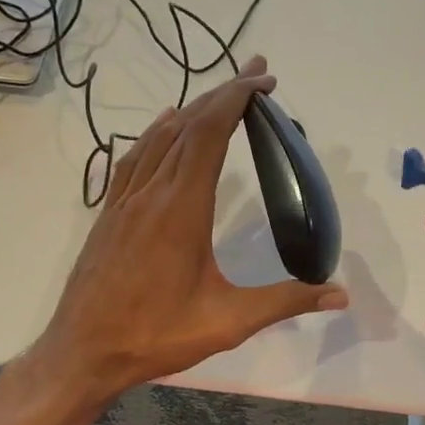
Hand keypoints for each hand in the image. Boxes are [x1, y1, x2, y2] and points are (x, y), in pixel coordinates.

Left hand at [36, 57, 347, 402]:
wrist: (83, 352)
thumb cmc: (156, 335)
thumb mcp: (229, 322)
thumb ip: (286, 302)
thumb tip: (341, 295)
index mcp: (182, 209)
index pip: (210, 135)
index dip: (236, 99)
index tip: (264, 79)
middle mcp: (151, 193)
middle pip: (187, 126)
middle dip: (222, 93)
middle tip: (256, 72)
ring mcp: (125, 202)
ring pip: (159, 138)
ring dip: (192, 110)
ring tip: (220, 96)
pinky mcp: (109, 214)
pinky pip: (134, 159)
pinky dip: (156, 134)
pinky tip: (163, 129)